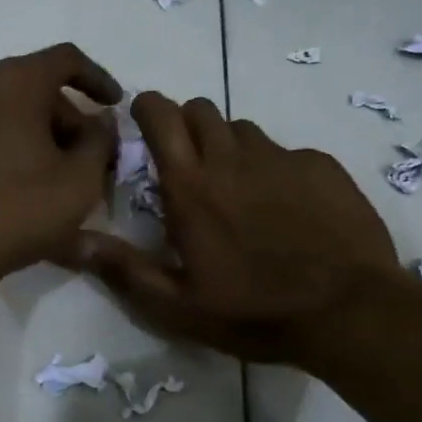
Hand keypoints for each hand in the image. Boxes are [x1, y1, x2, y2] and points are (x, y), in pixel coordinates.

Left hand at [0, 43, 121, 287]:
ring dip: (44, 136)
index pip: (67, 60)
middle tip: (93, 158)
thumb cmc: (17, 209)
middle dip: (71, 120)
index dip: (99, 79)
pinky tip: (31, 184)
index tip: (117, 106)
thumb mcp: (79, 180)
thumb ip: (101, 142)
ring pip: (13, 111)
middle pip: (38, 88)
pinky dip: (17, 146)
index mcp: (16, 80)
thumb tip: (100, 123)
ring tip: (65, 178)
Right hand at [76, 92, 398, 366]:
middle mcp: (233, 159)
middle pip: (202, 109)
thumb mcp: (177, 307)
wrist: (348, 311)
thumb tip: (74, 242)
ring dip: (230, 147)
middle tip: (189, 165)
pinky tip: (288, 209)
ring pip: (243, 130)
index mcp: (191, 188)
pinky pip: (287, 152)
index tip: (143, 125)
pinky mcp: (322, 167)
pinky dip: (275, 169)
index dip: (147, 109)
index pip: (161, 115)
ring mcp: (282, 158)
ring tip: (239, 191)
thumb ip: (124, 270)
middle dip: (187, 124)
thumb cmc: (253, 312)